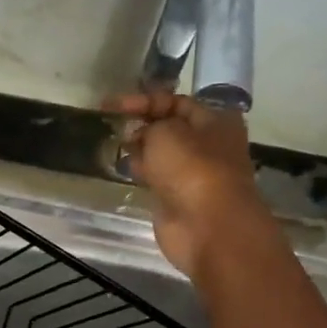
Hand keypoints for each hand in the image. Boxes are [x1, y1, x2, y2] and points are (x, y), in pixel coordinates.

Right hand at [107, 91, 267, 276]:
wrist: (206, 226)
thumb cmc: (191, 169)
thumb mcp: (166, 131)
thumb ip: (150, 125)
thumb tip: (143, 135)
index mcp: (215, 122)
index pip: (176, 102)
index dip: (143, 101)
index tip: (111, 106)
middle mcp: (209, 145)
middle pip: (170, 128)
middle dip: (142, 125)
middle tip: (115, 126)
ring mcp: (194, 174)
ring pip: (162, 154)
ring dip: (140, 149)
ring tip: (115, 145)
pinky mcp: (179, 198)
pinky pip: (157, 177)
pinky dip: (142, 171)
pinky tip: (124, 168)